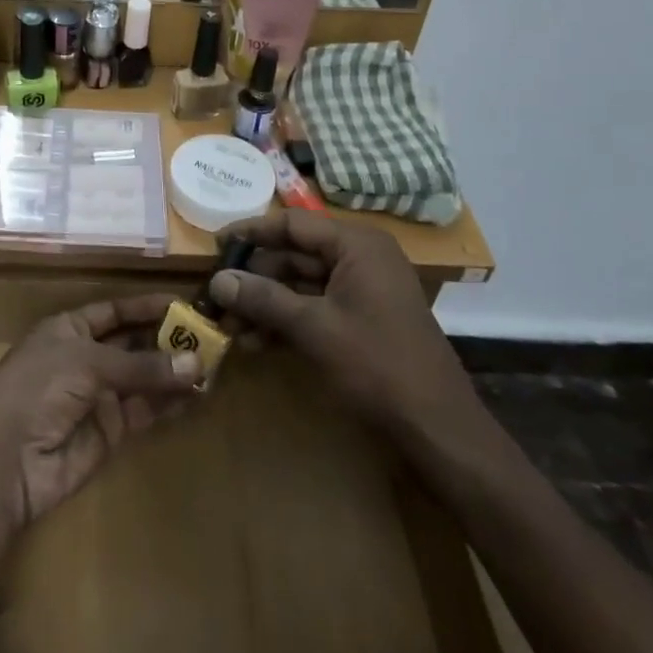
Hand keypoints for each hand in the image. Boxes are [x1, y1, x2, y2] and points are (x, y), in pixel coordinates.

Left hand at [0, 295, 197, 528]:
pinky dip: (170, 402)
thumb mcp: (87, 363)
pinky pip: (145, 411)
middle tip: (211, 336)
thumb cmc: (37, 389)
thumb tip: (197, 362)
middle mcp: (84, 359)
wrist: (5, 461)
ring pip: (144, 378)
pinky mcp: (110, 433)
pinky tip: (198, 393)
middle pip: (132, 344)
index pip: (114, 311)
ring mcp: (98, 397)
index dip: (145, 306)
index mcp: (68, 330)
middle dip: (167, 339)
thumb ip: (141, 366)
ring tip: (214, 363)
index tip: (184, 303)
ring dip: (174, 372)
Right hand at [210, 210, 486, 448]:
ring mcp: (361, 290)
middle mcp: (359, 258)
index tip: (216, 244)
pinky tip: (254, 342)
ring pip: (300, 284)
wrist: (437, 428)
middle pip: (294, 254)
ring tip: (228, 325)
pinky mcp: (360, 319)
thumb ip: (263, 298)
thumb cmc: (377, 364)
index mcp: (356, 245)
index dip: (251, 232)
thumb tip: (216, 280)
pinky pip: (314, 307)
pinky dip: (285, 321)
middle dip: (254, 277)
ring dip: (265, 303)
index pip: (293, 224)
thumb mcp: (314, 327)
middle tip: (215, 294)